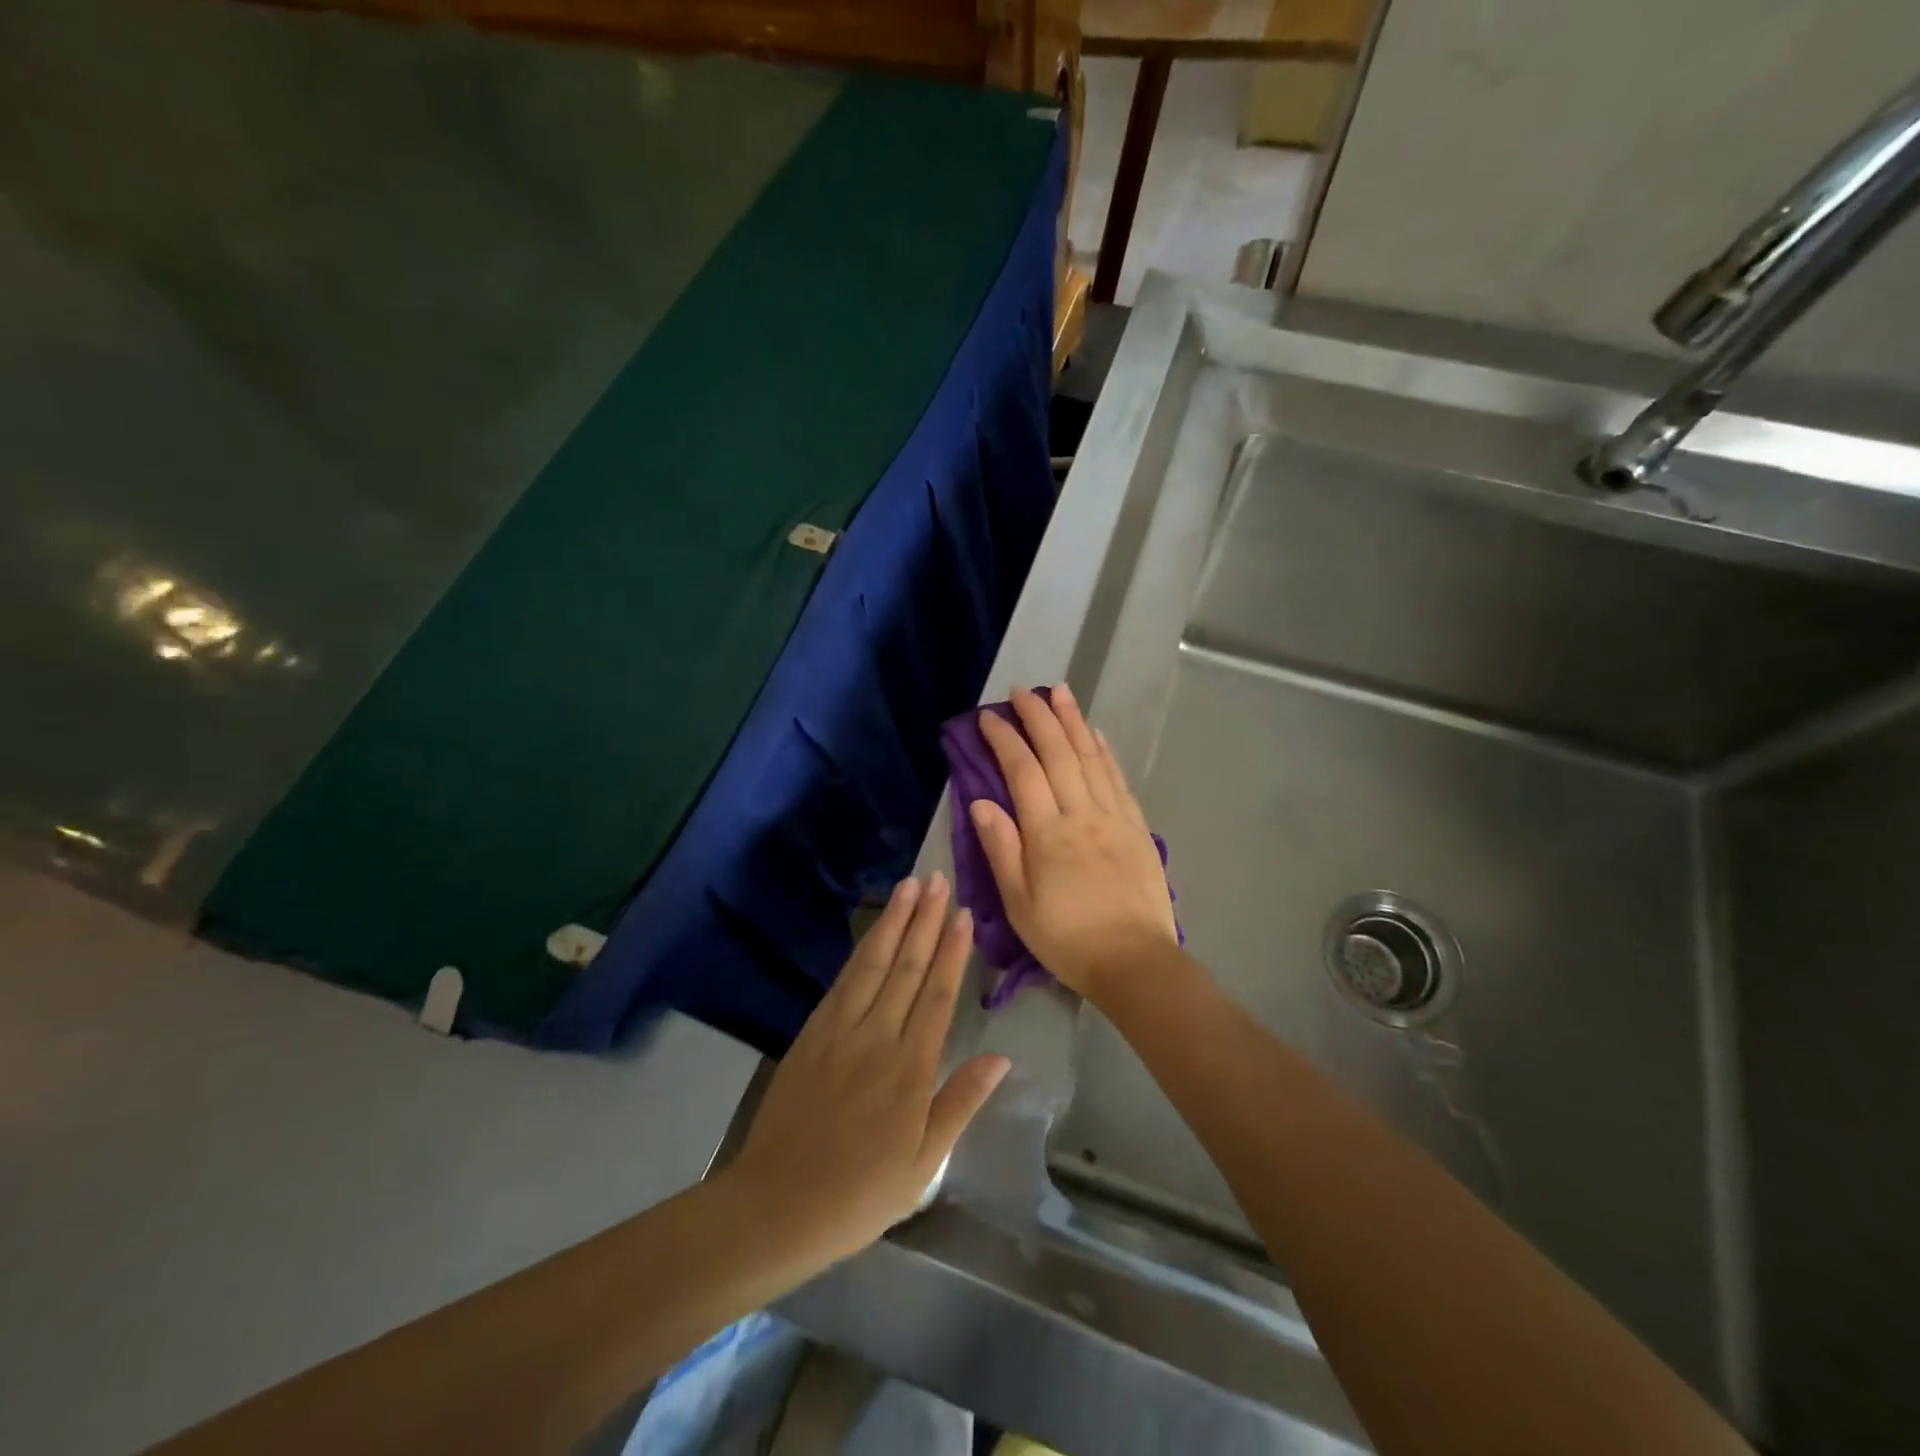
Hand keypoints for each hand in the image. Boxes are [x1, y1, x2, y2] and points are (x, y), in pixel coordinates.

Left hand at [728, 875, 1009, 1264]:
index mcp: (910, 1070)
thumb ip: (961, 1103)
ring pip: (873, 963)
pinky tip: (872, 932)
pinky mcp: (811, 1032)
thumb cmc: (859, 1193)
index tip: (963, 914)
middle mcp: (876, 1038)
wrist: (775, 1205)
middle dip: (925, 920)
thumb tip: (1001, 1057)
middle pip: (906, 967)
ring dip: (893, 922)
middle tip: (939, 879)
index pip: (937, 995)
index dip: (952, 952)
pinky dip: (861, 950)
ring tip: (909, 886)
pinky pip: (842, 981)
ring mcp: (839, 1031)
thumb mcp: (923, 1164)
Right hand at [970, 684, 1178, 1002]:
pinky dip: (1105, 751)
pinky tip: (1096, 734)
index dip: (1005, 739)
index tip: (989, 716)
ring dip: (1073, 721)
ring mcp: (1113, 817)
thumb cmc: (1066, 938)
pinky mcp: (1136, 827)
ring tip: (1061, 692)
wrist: (1134, 961)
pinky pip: (1117, 779)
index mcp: (1047, 833)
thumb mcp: (1019, 903)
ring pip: (1091, 757)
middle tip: (1023, 690)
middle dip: (1039, 717)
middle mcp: (1081, 814)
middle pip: (1058, 753)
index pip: (1023, 771)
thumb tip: (981, 801)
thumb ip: (1001, 848)